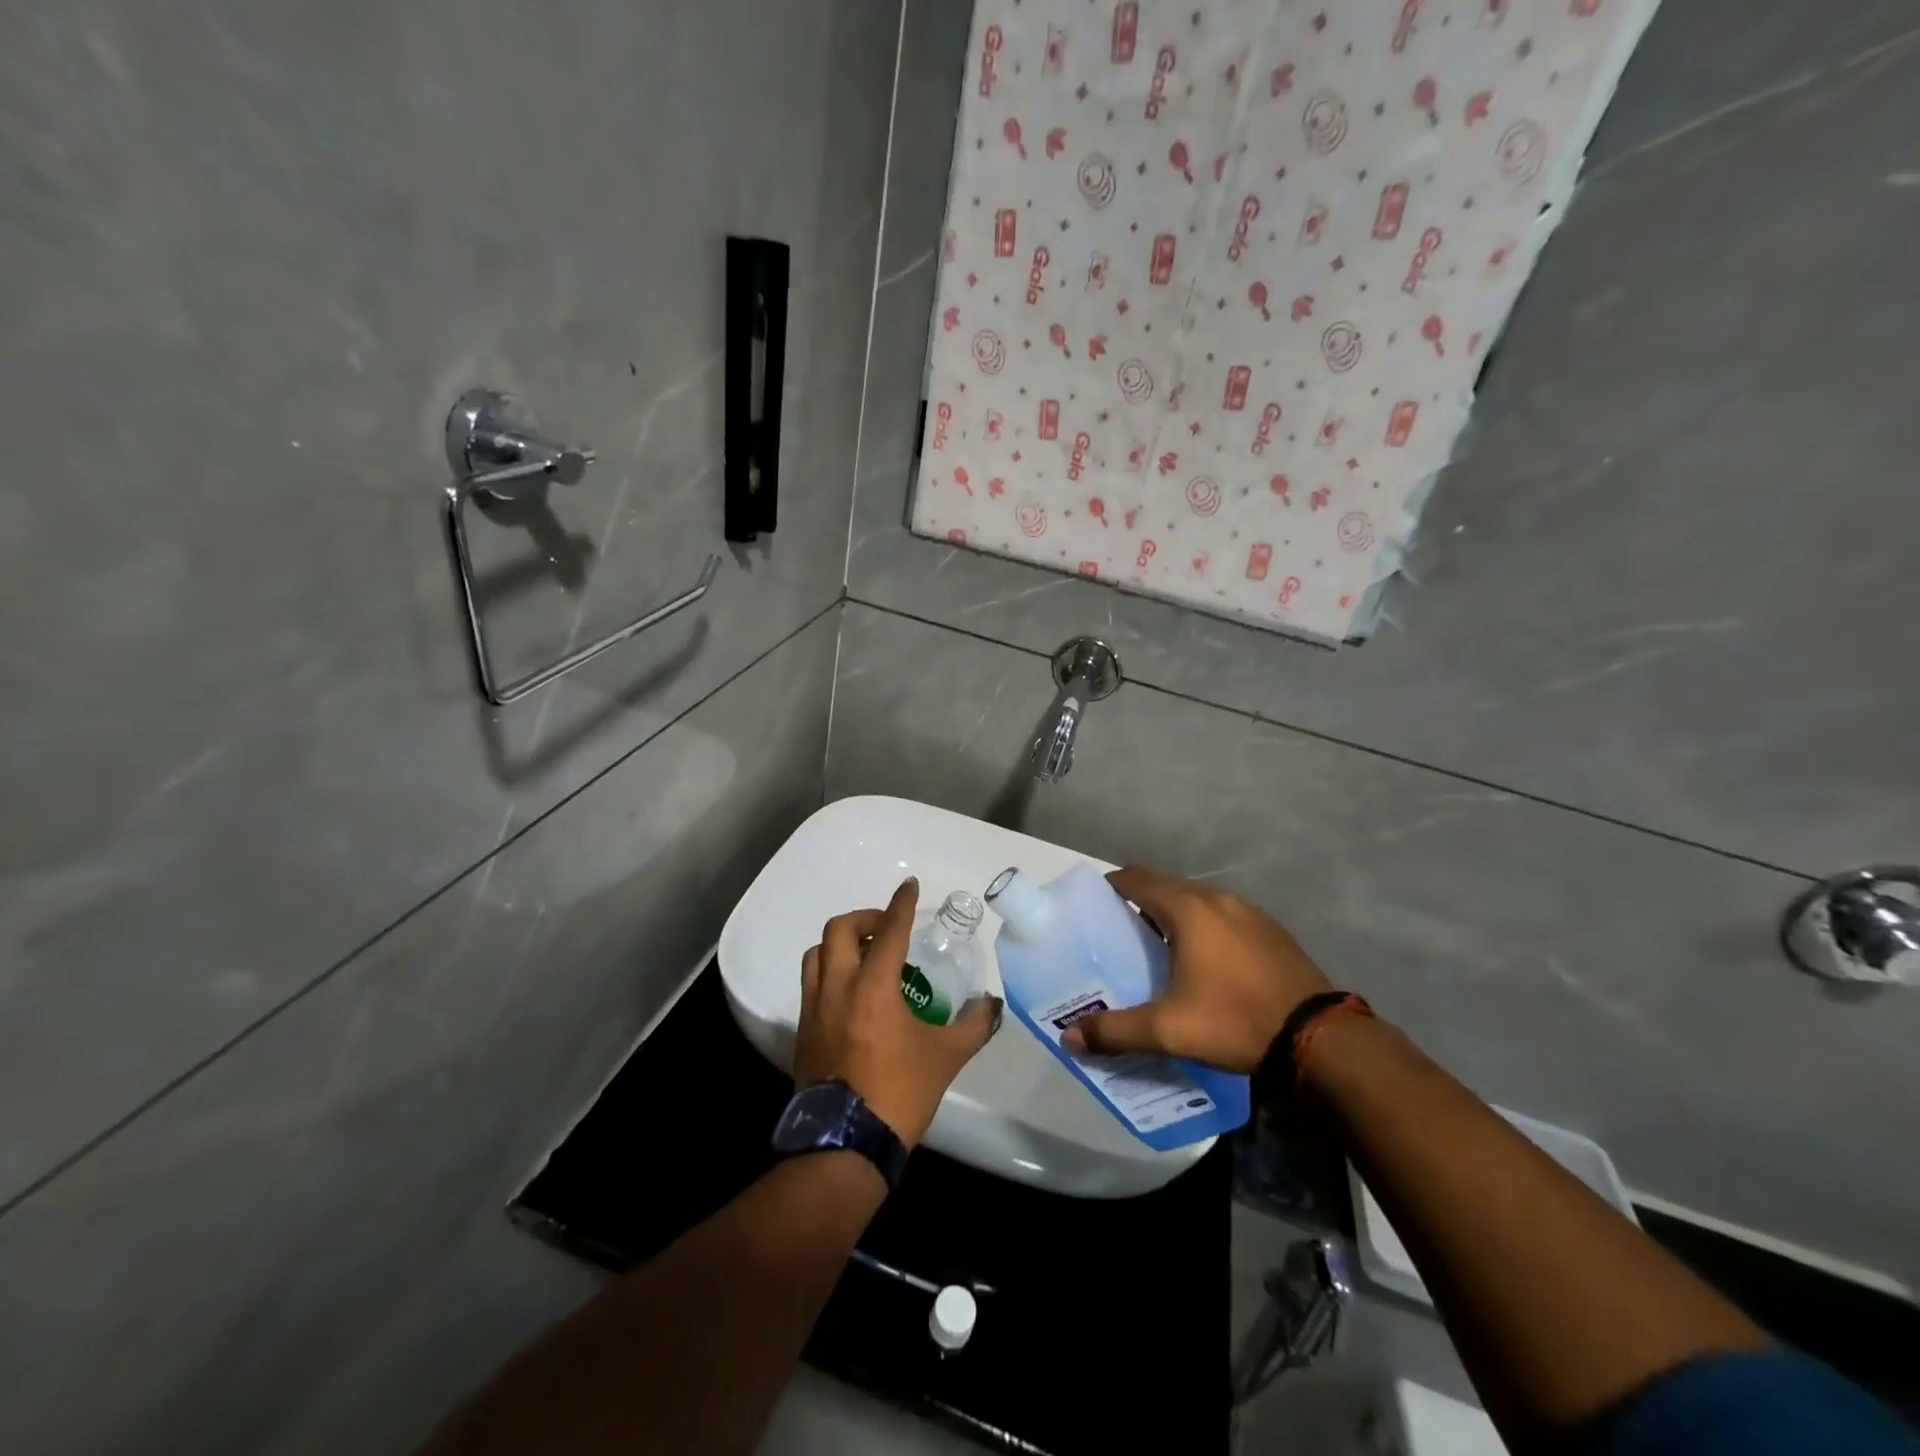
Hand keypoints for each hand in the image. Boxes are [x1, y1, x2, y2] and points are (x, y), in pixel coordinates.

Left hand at [795, 878, 1001, 1149]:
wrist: (844, 1145)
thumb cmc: (898, 1093)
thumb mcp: (946, 1058)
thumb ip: (974, 1025)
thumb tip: (992, 1005)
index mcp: (873, 987)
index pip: (889, 931)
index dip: (901, 903)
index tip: (909, 885)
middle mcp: (837, 988)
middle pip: (839, 930)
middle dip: (864, 918)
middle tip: (885, 928)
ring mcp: (813, 1009)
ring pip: (817, 954)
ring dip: (840, 944)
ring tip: (865, 956)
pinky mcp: (802, 1032)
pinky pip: (810, 985)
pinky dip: (829, 973)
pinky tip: (850, 994)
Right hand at [1061, 866, 1332, 1073]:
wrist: (1319, 1038)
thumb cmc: (1234, 1021)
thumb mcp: (1168, 1030)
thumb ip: (1115, 1031)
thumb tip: (1069, 1038)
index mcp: (1188, 909)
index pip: (1136, 879)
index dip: (1112, 886)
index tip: (1095, 906)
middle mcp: (1217, 899)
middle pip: (1166, 886)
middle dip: (1140, 902)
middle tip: (1120, 932)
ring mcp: (1249, 912)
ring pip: (1198, 901)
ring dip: (1175, 914)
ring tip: (1160, 948)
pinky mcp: (1272, 930)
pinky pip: (1224, 916)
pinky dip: (1205, 926)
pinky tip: (1206, 961)